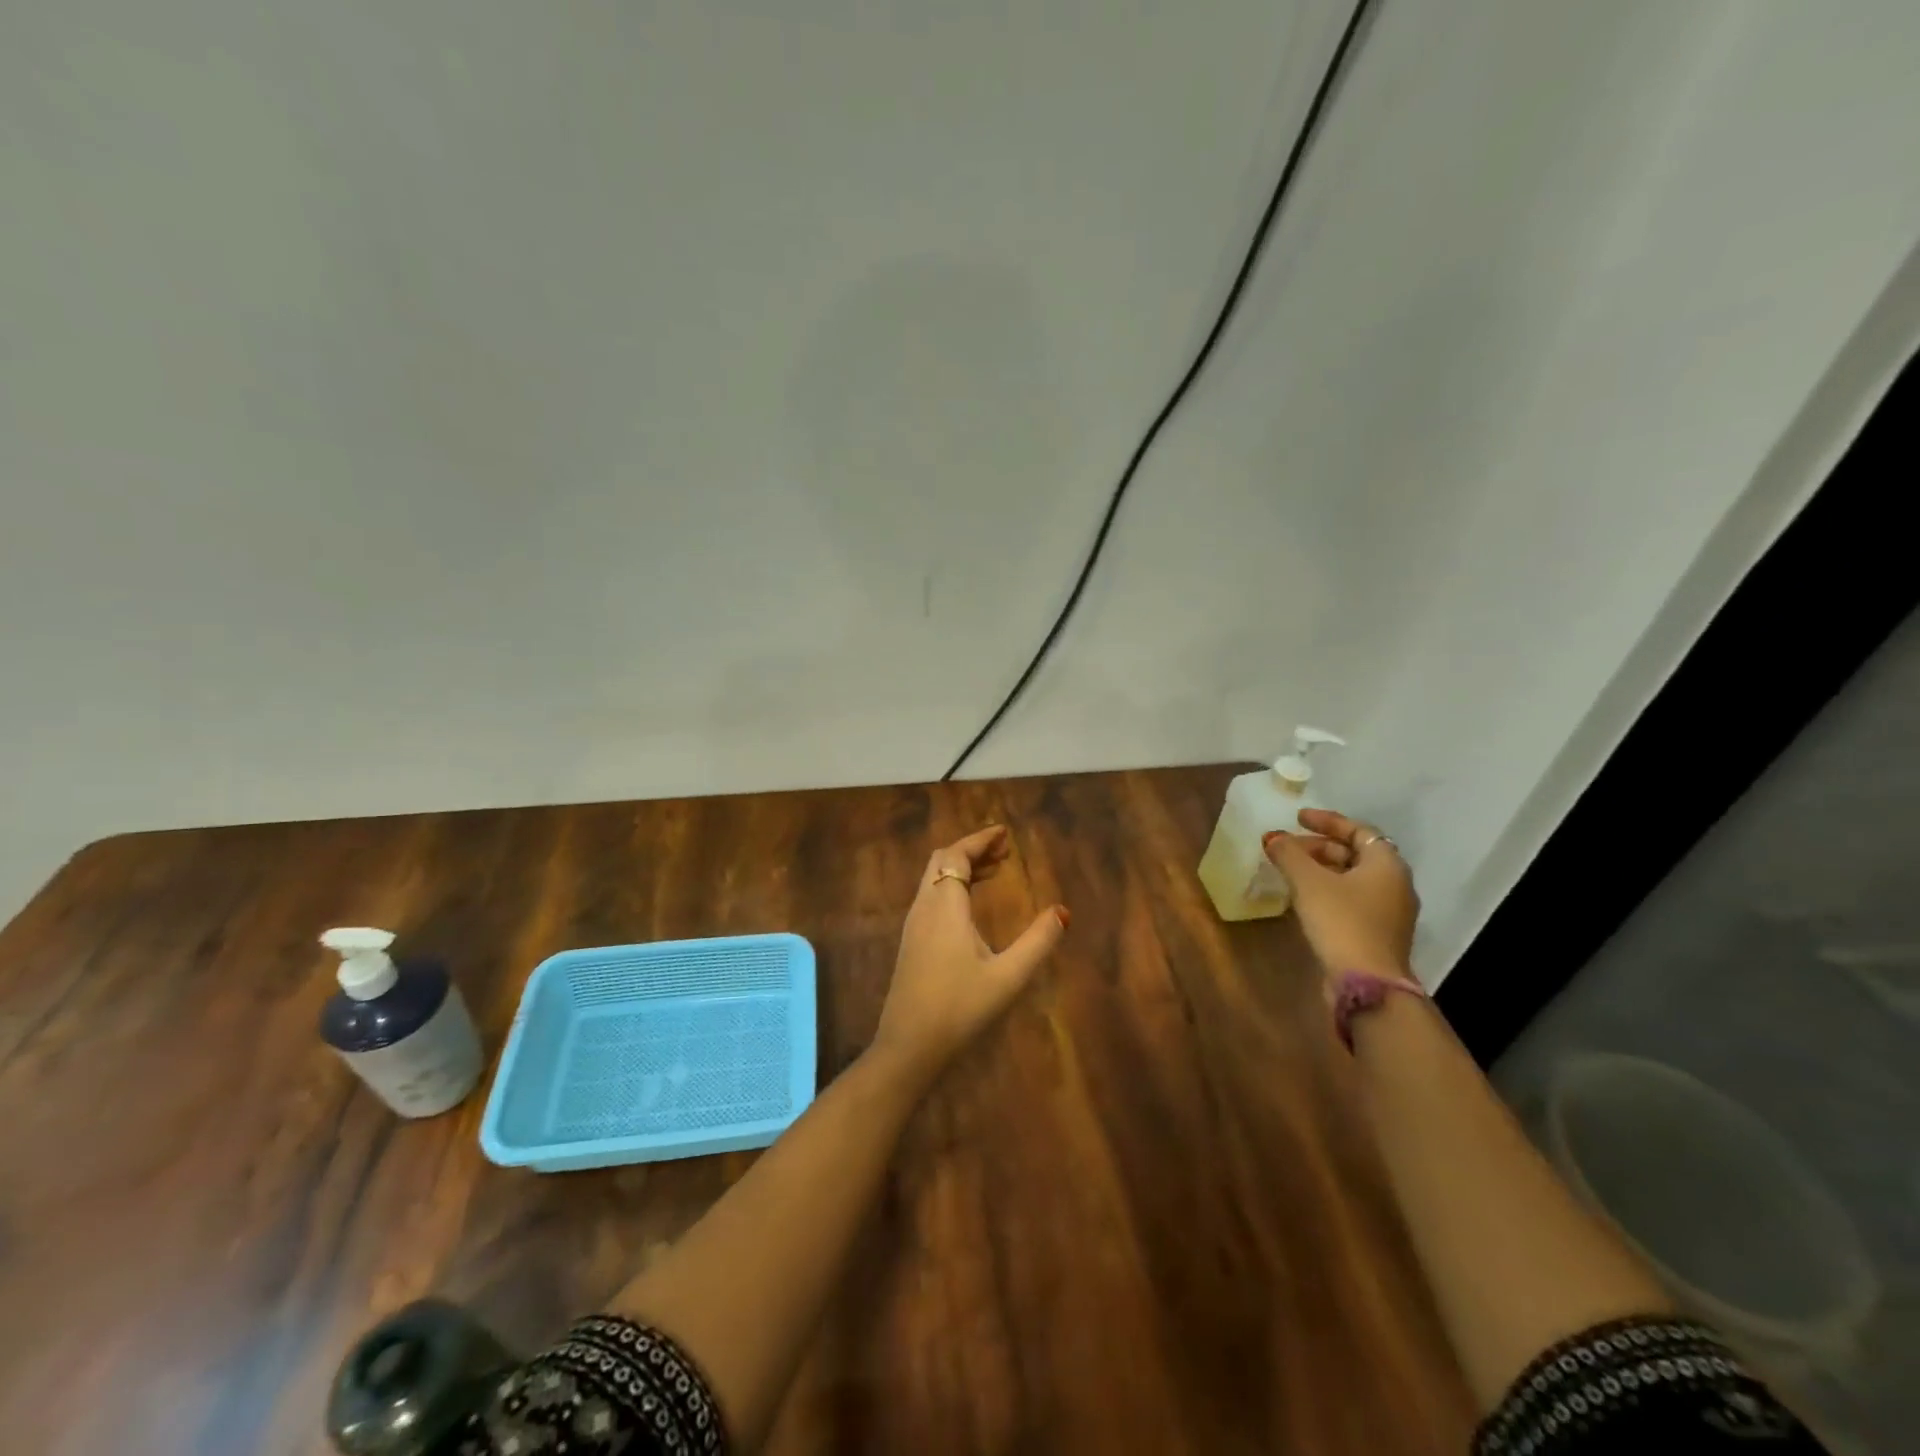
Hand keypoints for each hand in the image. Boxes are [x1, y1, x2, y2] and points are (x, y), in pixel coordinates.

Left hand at [871, 825, 1068, 1087]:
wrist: (908, 1047)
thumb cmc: (960, 1009)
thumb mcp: (1008, 977)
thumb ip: (1037, 942)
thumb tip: (1062, 911)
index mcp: (944, 906)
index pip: (957, 855)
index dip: (979, 840)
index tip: (1004, 833)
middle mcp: (924, 908)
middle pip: (942, 861)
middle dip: (972, 849)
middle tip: (1004, 851)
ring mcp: (914, 926)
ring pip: (934, 879)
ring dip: (962, 867)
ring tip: (995, 871)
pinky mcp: (911, 943)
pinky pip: (931, 897)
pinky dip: (953, 886)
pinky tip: (972, 905)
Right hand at [1263, 808, 1418, 988]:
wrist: (1367, 983)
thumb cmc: (1341, 921)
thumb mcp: (1308, 882)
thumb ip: (1289, 854)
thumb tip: (1272, 837)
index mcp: (1387, 864)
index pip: (1358, 829)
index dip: (1326, 821)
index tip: (1297, 818)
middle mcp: (1395, 883)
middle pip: (1356, 853)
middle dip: (1320, 846)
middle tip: (1288, 847)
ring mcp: (1390, 911)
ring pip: (1354, 878)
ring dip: (1322, 868)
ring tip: (1291, 870)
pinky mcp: (1379, 933)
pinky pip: (1353, 899)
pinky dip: (1329, 889)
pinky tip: (1305, 897)